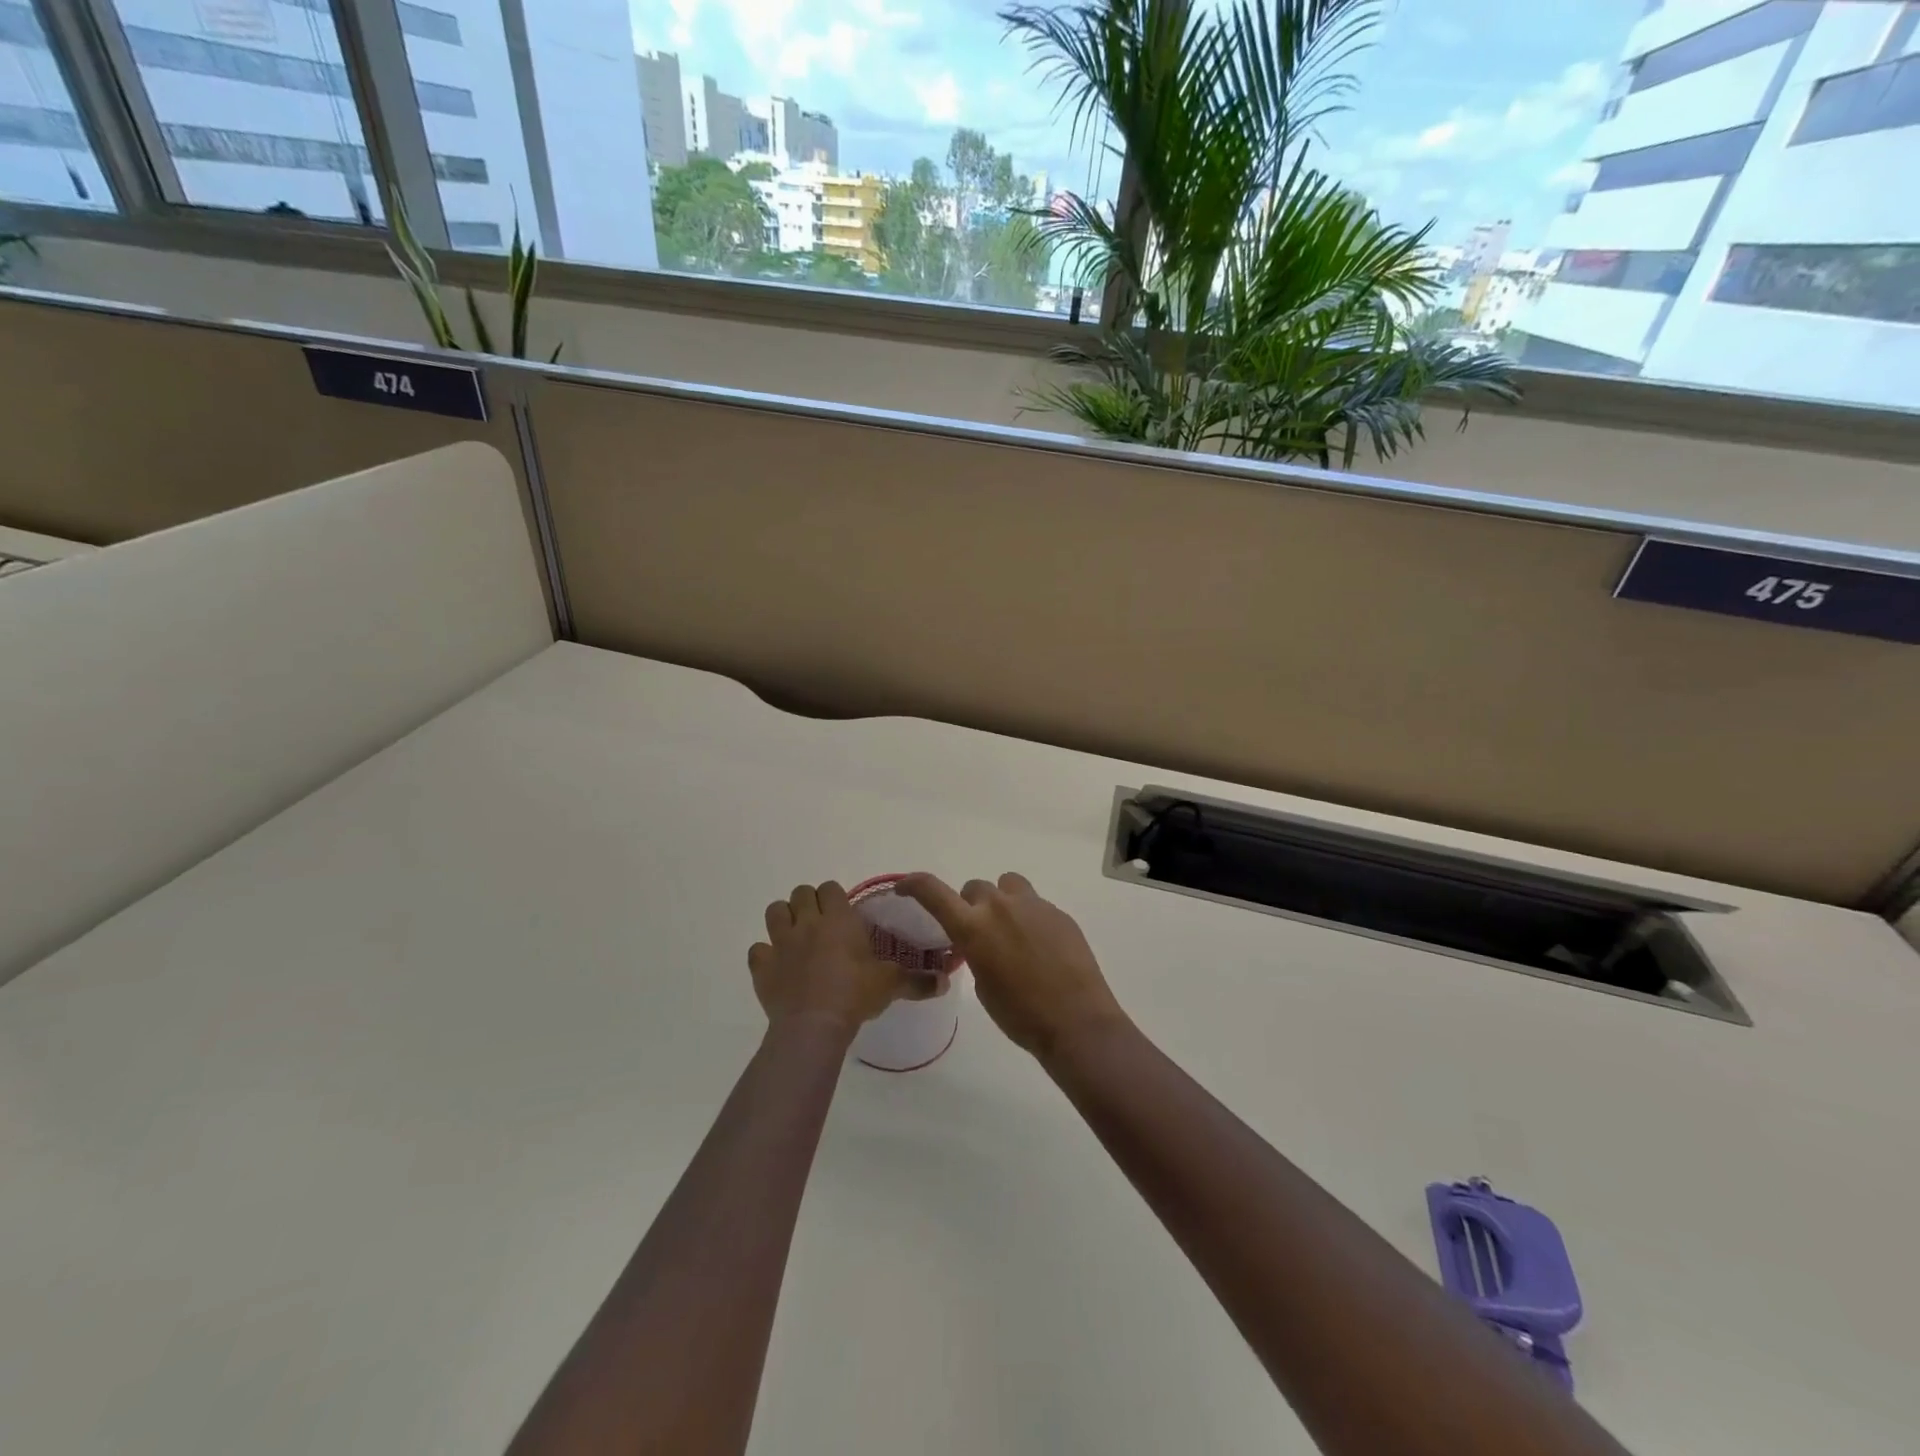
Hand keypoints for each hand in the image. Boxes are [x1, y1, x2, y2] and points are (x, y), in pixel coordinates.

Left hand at [749, 881, 945, 1037]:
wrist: (814, 1025)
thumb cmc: (855, 995)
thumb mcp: (891, 985)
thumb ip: (917, 980)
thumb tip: (945, 980)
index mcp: (839, 919)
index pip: (831, 888)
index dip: (835, 897)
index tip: (842, 913)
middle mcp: (808, 923)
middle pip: (801, 893)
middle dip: (809, 903)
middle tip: (820, 924)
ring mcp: (781, 943)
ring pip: (775, 911)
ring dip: (784, 919)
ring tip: (795, 937)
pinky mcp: (762, 966)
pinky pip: (757, 950)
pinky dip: (765, 956)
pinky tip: (776, 967)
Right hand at [895, 872, 1124, 1060]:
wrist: (1075, 1021)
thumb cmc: (1020, 1015)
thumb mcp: (983, 986)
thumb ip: (975, 952)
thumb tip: (981, 944)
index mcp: (973, 927)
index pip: (933, 891)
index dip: (914, 884)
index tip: (905, 887)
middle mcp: (1000, 907)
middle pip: (975, 888)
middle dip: (971, 906)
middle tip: (978, 932)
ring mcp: (1033, 905)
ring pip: (1007, 885)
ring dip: (1001, 901)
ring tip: (1010, 929)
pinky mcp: (1058, 912)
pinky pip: (1034, 904)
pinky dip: (1028, 918)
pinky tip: (1040, 946)